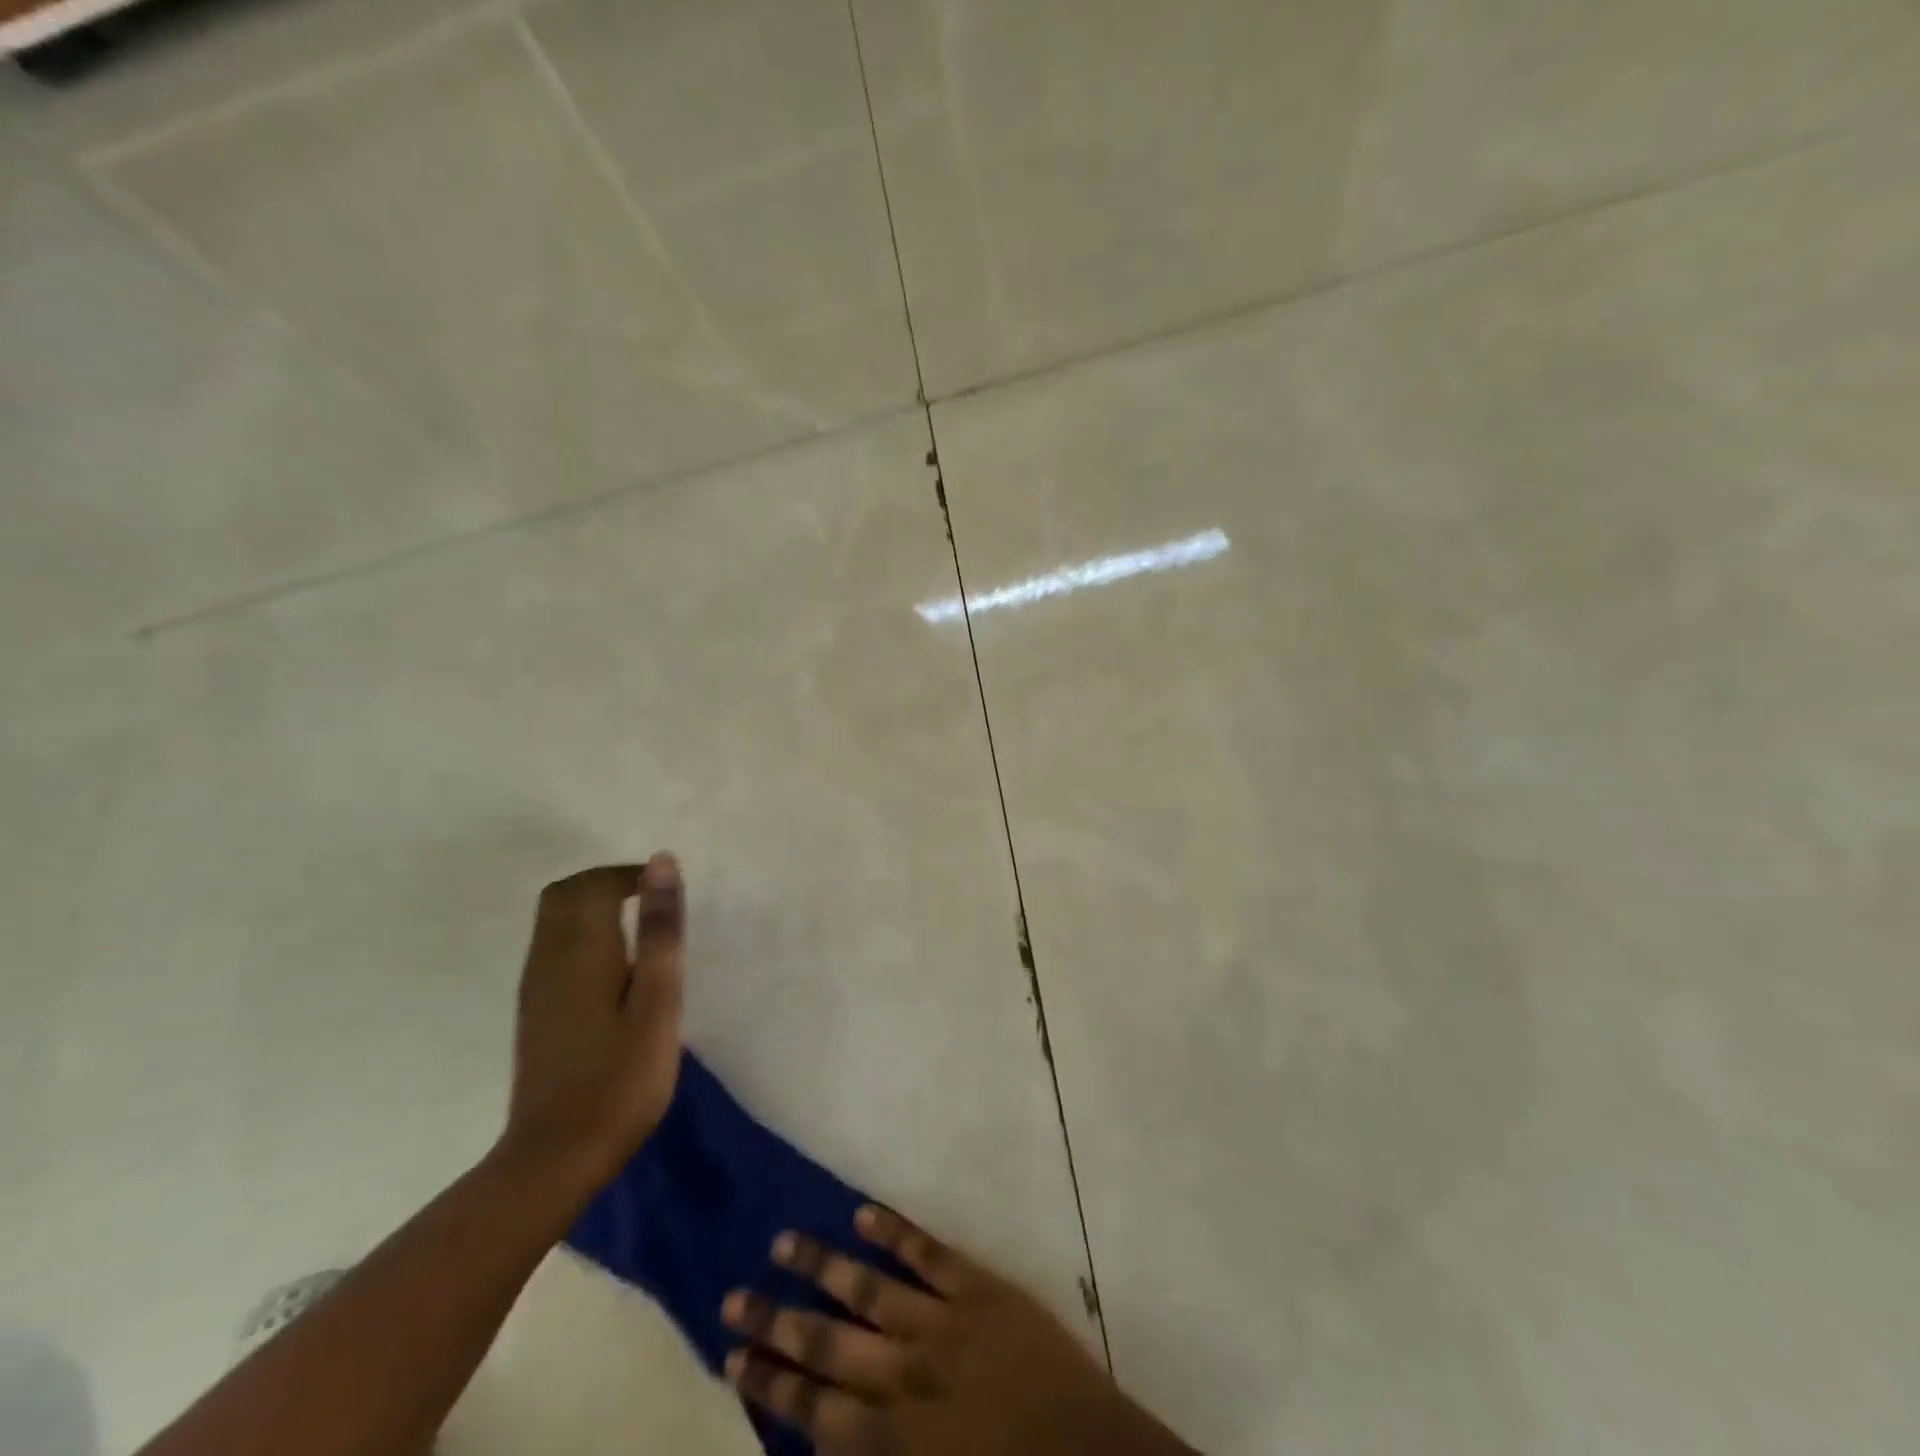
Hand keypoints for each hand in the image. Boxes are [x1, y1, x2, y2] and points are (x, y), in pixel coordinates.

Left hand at [501, 855, 685, 1193]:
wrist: (556, 1156)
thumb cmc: (621, 1078)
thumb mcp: (657, 1000)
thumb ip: (659, 930)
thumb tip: (661, 863)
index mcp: (579, 950)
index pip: (594, 883)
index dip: (632, 875)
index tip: (669, 892)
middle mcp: (548, 958)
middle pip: (565, 894)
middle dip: (608, 882)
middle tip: (653, 901)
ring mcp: (536, 986)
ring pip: (555, 919)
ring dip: (595, 906)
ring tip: (642, 930)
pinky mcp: (536, 1009)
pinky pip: (554, 946)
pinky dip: (585, 934)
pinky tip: (616, 967)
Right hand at [720, 1207, 1196, 1455]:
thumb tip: (824, 1444)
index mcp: (895, 1441)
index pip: (813, 1408)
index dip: (770, 1382)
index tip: (733, 1357)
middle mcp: (906, 1376)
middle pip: (827, 1343)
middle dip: (776, 1323)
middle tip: (734, 1298)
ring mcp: (942, 1323)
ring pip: (868, 1287)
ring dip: (822, 1265)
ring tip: (783, 1242)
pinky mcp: (978, 1288)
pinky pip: (927, 1253)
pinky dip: (894, 1233)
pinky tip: (862, 1212)